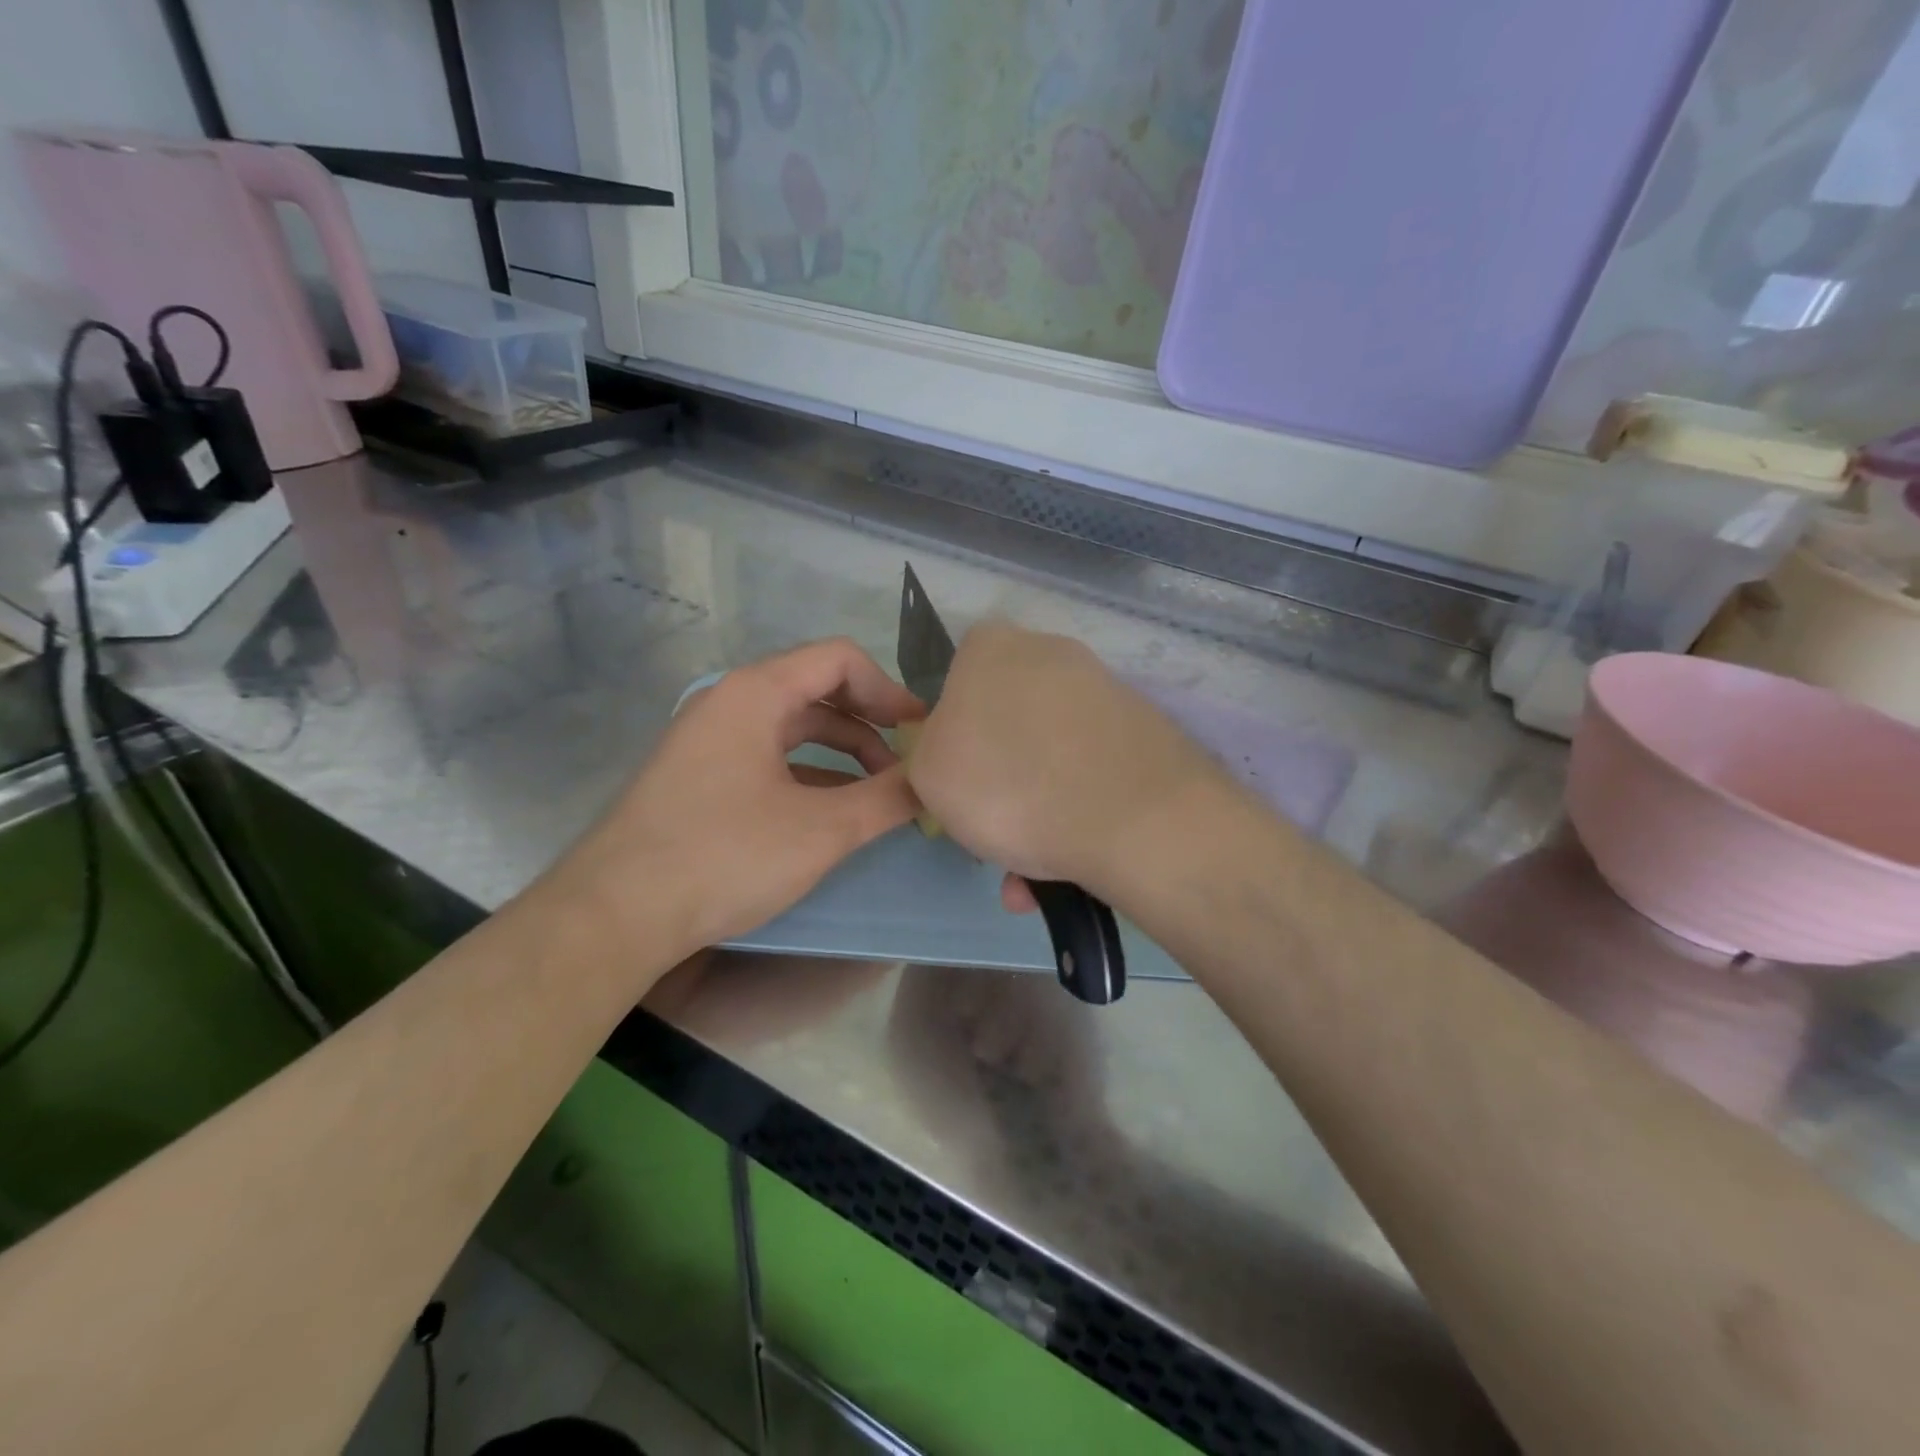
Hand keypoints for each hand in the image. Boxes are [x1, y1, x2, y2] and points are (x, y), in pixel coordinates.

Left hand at [553, 638, 923, 965]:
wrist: (615, 915)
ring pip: (792, 728)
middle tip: (908, 762)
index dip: (889, 690)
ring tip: (879, 791)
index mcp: (755, 693)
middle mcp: (729, 703)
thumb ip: (887, 799)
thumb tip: (933, 782)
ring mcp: (709, 740)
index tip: (921, 733)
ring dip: (842, 751)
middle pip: (816, 690)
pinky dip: (809, 773)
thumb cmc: (723, 856)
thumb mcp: (821, 829)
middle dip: (870, 723)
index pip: (839, 659)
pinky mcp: (699, 777)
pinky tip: (831, 810)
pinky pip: (768, 757)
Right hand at [905, 623, 1227, 899]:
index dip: (951, 737)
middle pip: (1006, 723)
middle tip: (992, 835)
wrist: (1133, 819)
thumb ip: (927, 753)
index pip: (955, 681)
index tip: (957, 783)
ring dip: (1036, 814)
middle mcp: (1051, 653)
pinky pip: (1092, 774)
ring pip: (1051, 758)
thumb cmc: (1007, 784)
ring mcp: (1104, 691)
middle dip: (998, 782)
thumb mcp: (928, 773)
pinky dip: (1077, 816)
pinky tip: (1071, 870)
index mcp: (991, 646)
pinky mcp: (1145, 731)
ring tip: (1031, 877)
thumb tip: (956, 754)